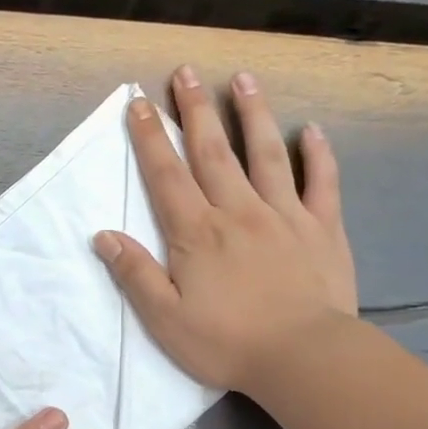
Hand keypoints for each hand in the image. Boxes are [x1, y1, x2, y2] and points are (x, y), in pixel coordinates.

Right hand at [95, 66, 356, 390]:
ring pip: (266, 154)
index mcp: (197, 233)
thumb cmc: (227, 343)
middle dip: (194, 110)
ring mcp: (284, 215)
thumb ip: (136, 275)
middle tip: (185, 72)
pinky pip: (321, 183)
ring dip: (252, 114)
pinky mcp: (322, 229)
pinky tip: (312, 131)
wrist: (303, 357)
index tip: (138, 102)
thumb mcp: (166, 319)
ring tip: (243, 79)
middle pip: (212, 151)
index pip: (166, 176)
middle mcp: (238, 211)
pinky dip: (317, 155)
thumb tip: (104, 236)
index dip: (149, 137)